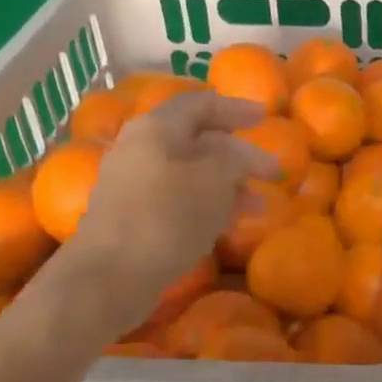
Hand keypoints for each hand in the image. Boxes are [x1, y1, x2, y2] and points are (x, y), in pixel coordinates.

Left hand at [61, 90, 278, 302]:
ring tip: (260, 203)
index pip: (200, 104)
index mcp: (157, 128)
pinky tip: (232, 221)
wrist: (109, 277)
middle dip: (238, 153)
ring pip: (192, 173)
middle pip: (198, 140)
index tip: (266, 116)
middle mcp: (141, 149)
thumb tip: (244, 155)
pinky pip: (180, 199)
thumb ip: (237, 158)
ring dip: (229, 184)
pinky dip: (210, 204)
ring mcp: (134, 185)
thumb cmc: (167, 216)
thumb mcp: (215, 178)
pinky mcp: (134, 217)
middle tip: (271, 169)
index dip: (236, 107)